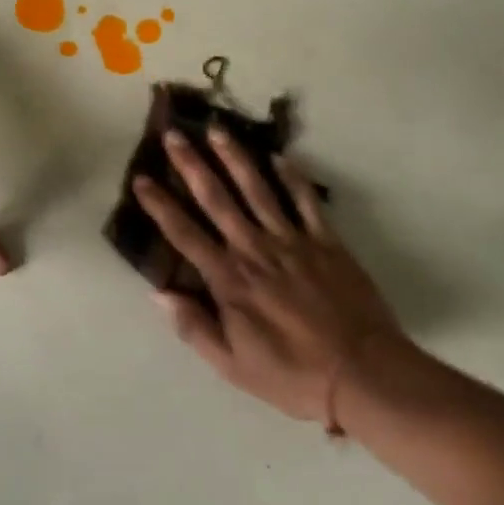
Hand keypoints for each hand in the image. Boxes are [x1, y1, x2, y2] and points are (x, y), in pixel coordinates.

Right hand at [132, 128, 399, 425]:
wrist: (361, 373)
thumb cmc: (292, 374)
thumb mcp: (233, 366)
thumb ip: (194, 327)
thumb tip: (158, 293)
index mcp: (229, 280)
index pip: (185, 234)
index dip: (160, 205)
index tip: (141, 179)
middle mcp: (255, 249)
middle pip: (217, 199)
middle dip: (191, 165)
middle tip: (174, 134)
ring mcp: (292, 240)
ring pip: (257, 189)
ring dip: (235, 157)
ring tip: (217, 129)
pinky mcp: (325, 241)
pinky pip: (305, 201)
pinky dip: (292, 177)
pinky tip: (280, 155)